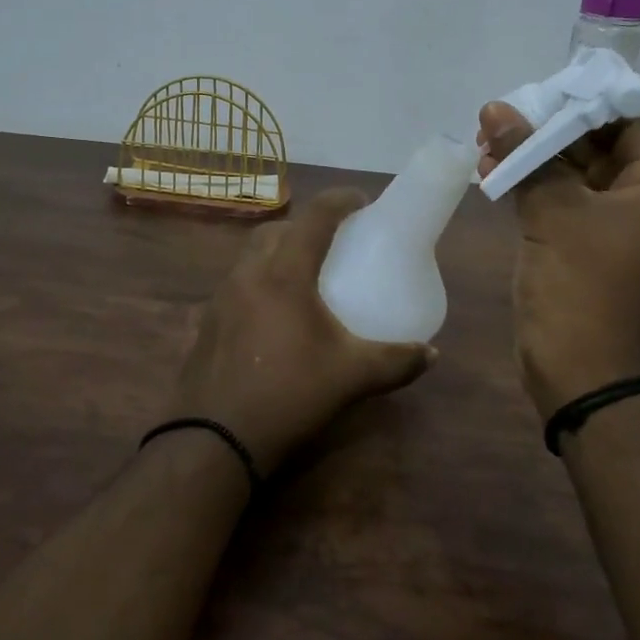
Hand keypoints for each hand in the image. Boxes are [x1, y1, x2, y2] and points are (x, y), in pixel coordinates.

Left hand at [172, 189, 436, 475]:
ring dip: (279, 251)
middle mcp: (248, 274)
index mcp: (284, 275)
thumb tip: (431, 353)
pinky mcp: (208, 321)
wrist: (213, 439)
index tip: (363, 201)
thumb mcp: (351, 377)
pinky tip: (276, 315)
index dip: (340, 200)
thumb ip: (396, 361)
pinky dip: (260, 280)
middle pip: (277, 230)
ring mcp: (221, 297)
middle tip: (334, 241)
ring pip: (252, 255)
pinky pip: (238, 283)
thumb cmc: (288, 395)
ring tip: (305, 275)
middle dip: (306, 224)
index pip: (314, 218)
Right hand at [476, 103, 639, 419]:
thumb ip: (528, 155)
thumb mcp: (554, 211)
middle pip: (598, 149)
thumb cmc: (580, 285)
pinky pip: (561, 204)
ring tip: (485, 143)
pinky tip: (492, 174)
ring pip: (573, 177)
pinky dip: (531, 188)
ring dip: (533, 160)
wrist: (578, 371)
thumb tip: (496, 108)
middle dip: (547, 132)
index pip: (628, 126)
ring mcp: (613, 231)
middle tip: (500, 118)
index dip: (585, 105)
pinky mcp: (583, 250)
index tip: (539, 94)